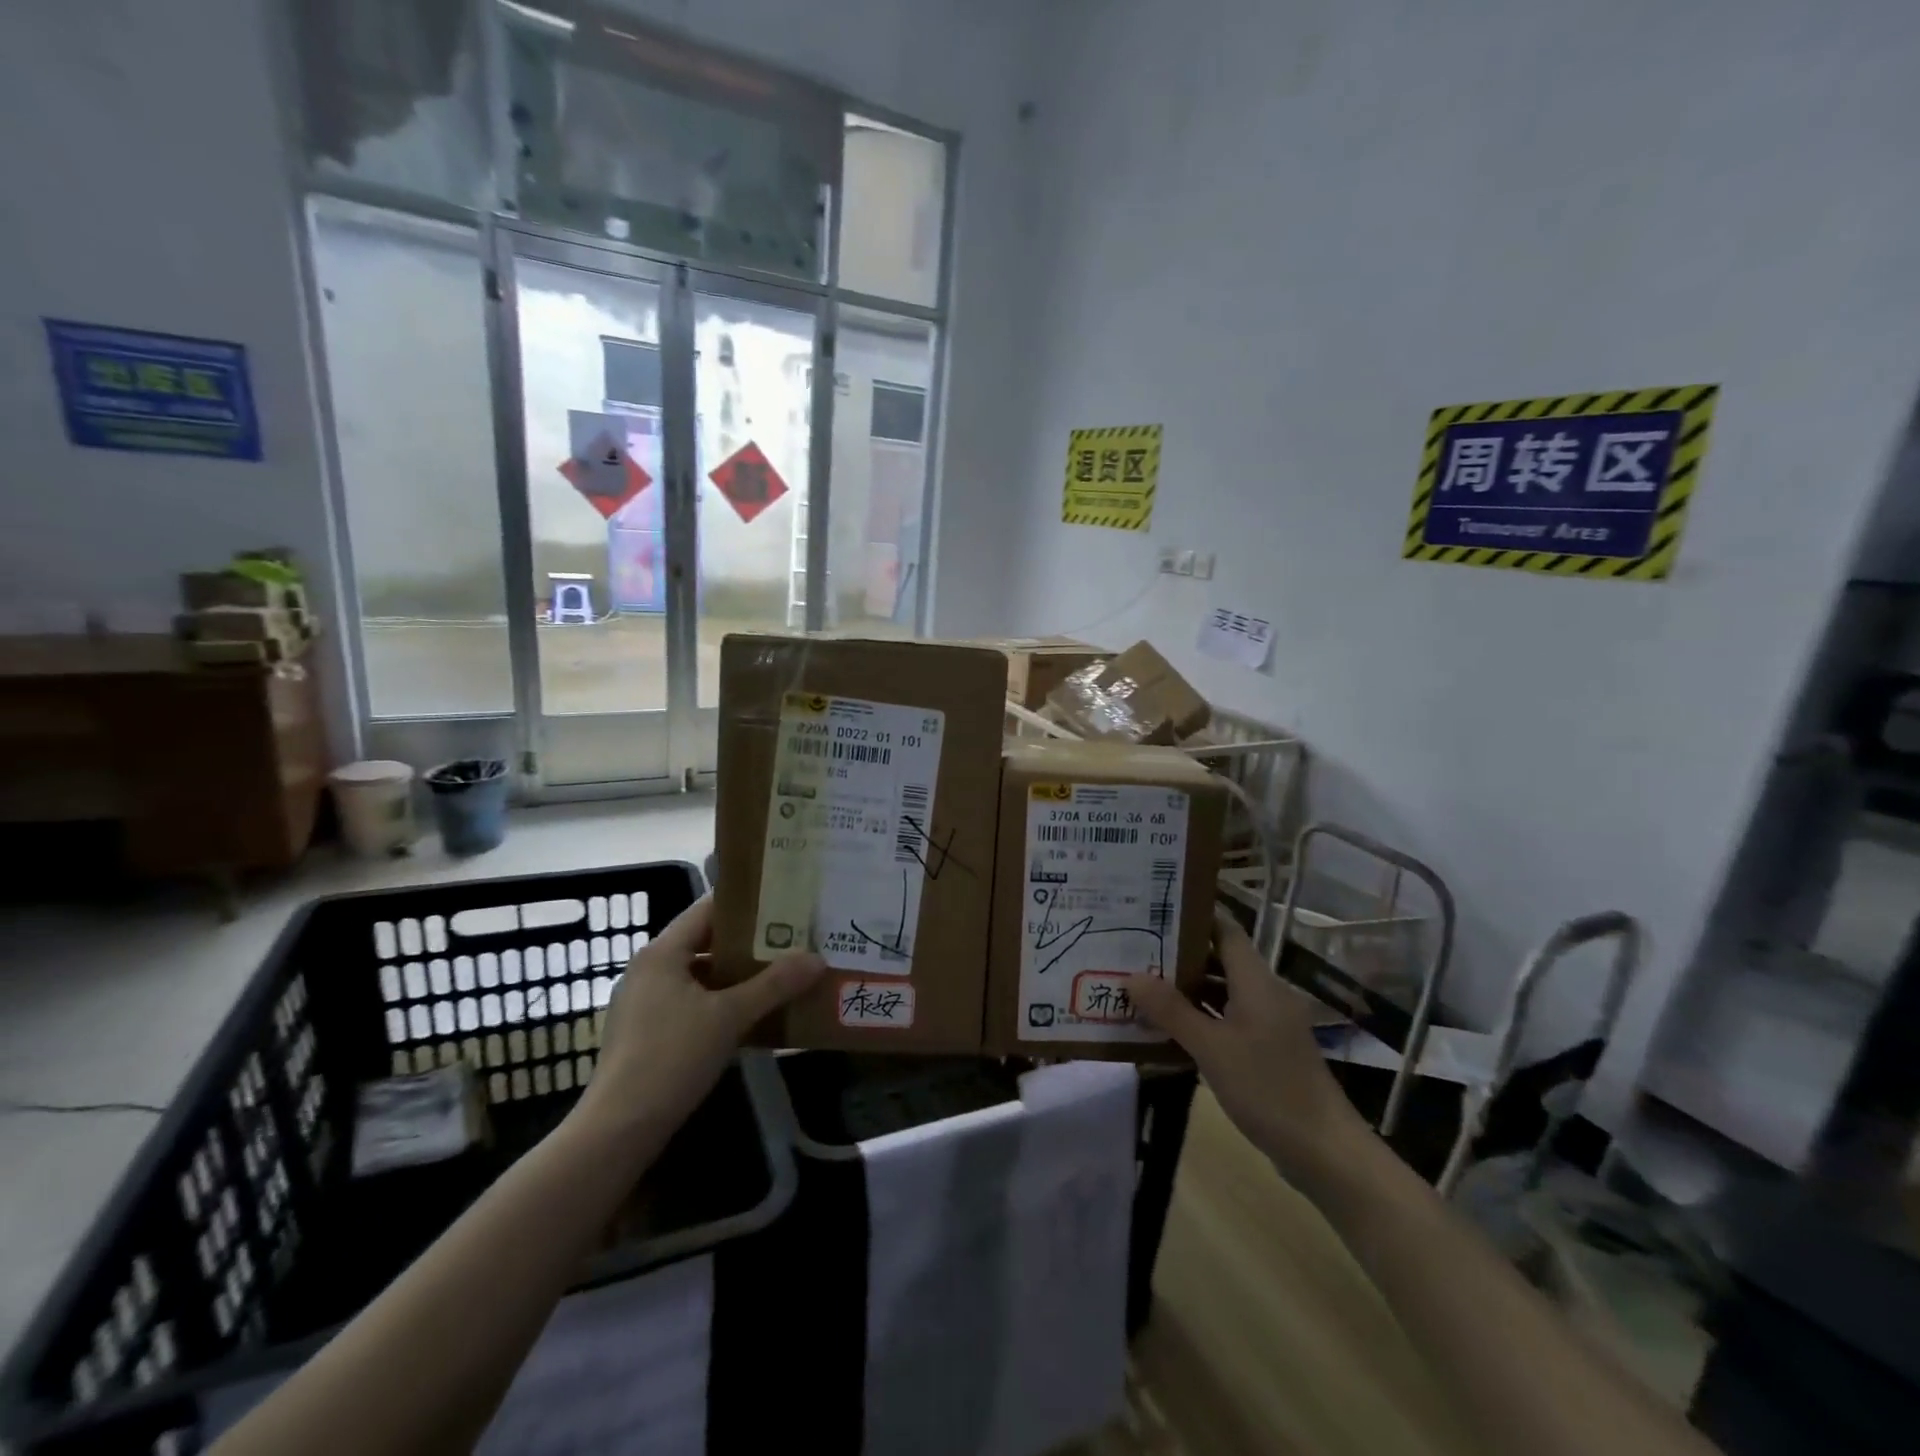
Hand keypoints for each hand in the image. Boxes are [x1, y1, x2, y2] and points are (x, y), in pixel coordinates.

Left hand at [572, 895, 823, 1142]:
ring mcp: (646, 1003)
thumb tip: (816, 958)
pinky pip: (693, 1004)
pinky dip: (723, 1004)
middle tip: (793, 941)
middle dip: (750, 943)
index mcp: (662, 953)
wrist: (619, 1130)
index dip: (746, 904)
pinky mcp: (648, 1033)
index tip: (785, 903)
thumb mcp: (730, 1017)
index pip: (708, 909)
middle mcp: (650, 970)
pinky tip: (754, 1017)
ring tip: (782, 976)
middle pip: (706, 943)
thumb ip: (774, 985)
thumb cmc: (672, 1058)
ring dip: (739, 977)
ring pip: (702, 977)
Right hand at [1131, 911, 1371, 1186]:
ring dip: (1186, 989)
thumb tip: (1131, 976)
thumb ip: (1171, 1010)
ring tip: (1142, 986)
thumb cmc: (1268, 1089)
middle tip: (1134, 951)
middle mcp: (1265, 993)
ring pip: (1222, 992)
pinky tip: (1168, 1029)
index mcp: (1257, 982)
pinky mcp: (1267, 1049)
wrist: (1324, 1152)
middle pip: (1220, 959)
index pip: (1225, 930)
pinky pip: (1228, 1019)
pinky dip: (1200, 1017)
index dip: (1193, 917)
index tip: (1154, 911)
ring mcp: (1268, 1023)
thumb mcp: (1211, 1048)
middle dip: (1179, 955)